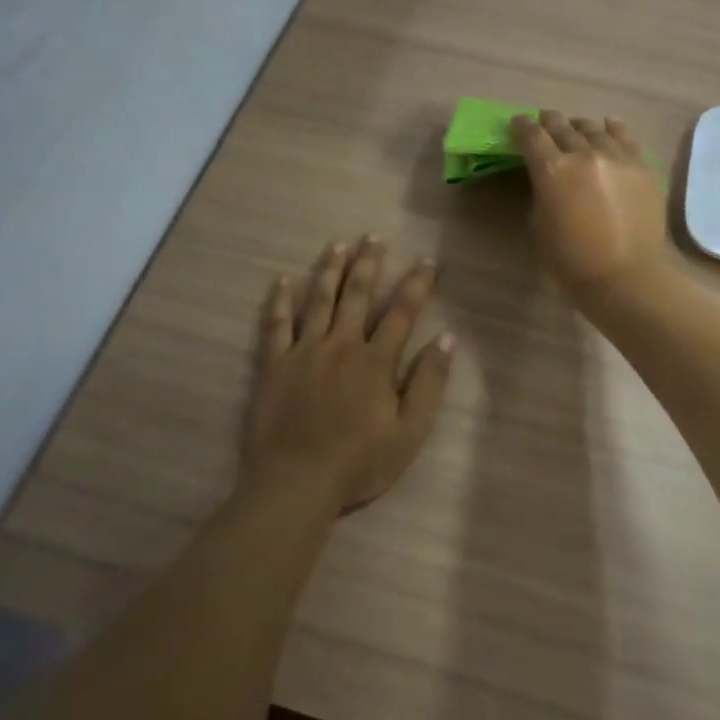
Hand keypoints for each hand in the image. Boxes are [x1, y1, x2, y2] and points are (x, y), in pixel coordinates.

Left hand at [243, 237, 453, 512]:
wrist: (296, 483)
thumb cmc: (358, 463)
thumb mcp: (409, 432)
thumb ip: (429, 384)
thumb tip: (446, 340)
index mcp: (375, 361)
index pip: (401, 312)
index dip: (417, 284)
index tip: (427, 260)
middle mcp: (340, 345)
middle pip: (356, 295)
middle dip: (368, 263)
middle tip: (373, 236)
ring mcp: (303, 351)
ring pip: (318, 300)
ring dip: (328, 270)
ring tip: (336, 245)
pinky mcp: (273, 365)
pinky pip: (275, 325)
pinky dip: (278, 301)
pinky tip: (282, 280)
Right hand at [512, 111, 674, 310]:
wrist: (627, 277)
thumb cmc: (572, 261)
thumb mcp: (539, 224)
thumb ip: (541, 191)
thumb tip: (547, 178)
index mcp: (552, 169)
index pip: (531, 135)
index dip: (521, 126)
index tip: (517, 123)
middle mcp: (584, 153)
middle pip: (562, 126)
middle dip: (549, 122)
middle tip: (544, 122)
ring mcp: (617, 156)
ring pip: (593, 128)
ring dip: (579, 127)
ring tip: (576, 129)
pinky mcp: (642, 165)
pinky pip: (625, 136)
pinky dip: (612, 129)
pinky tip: (608, 127)